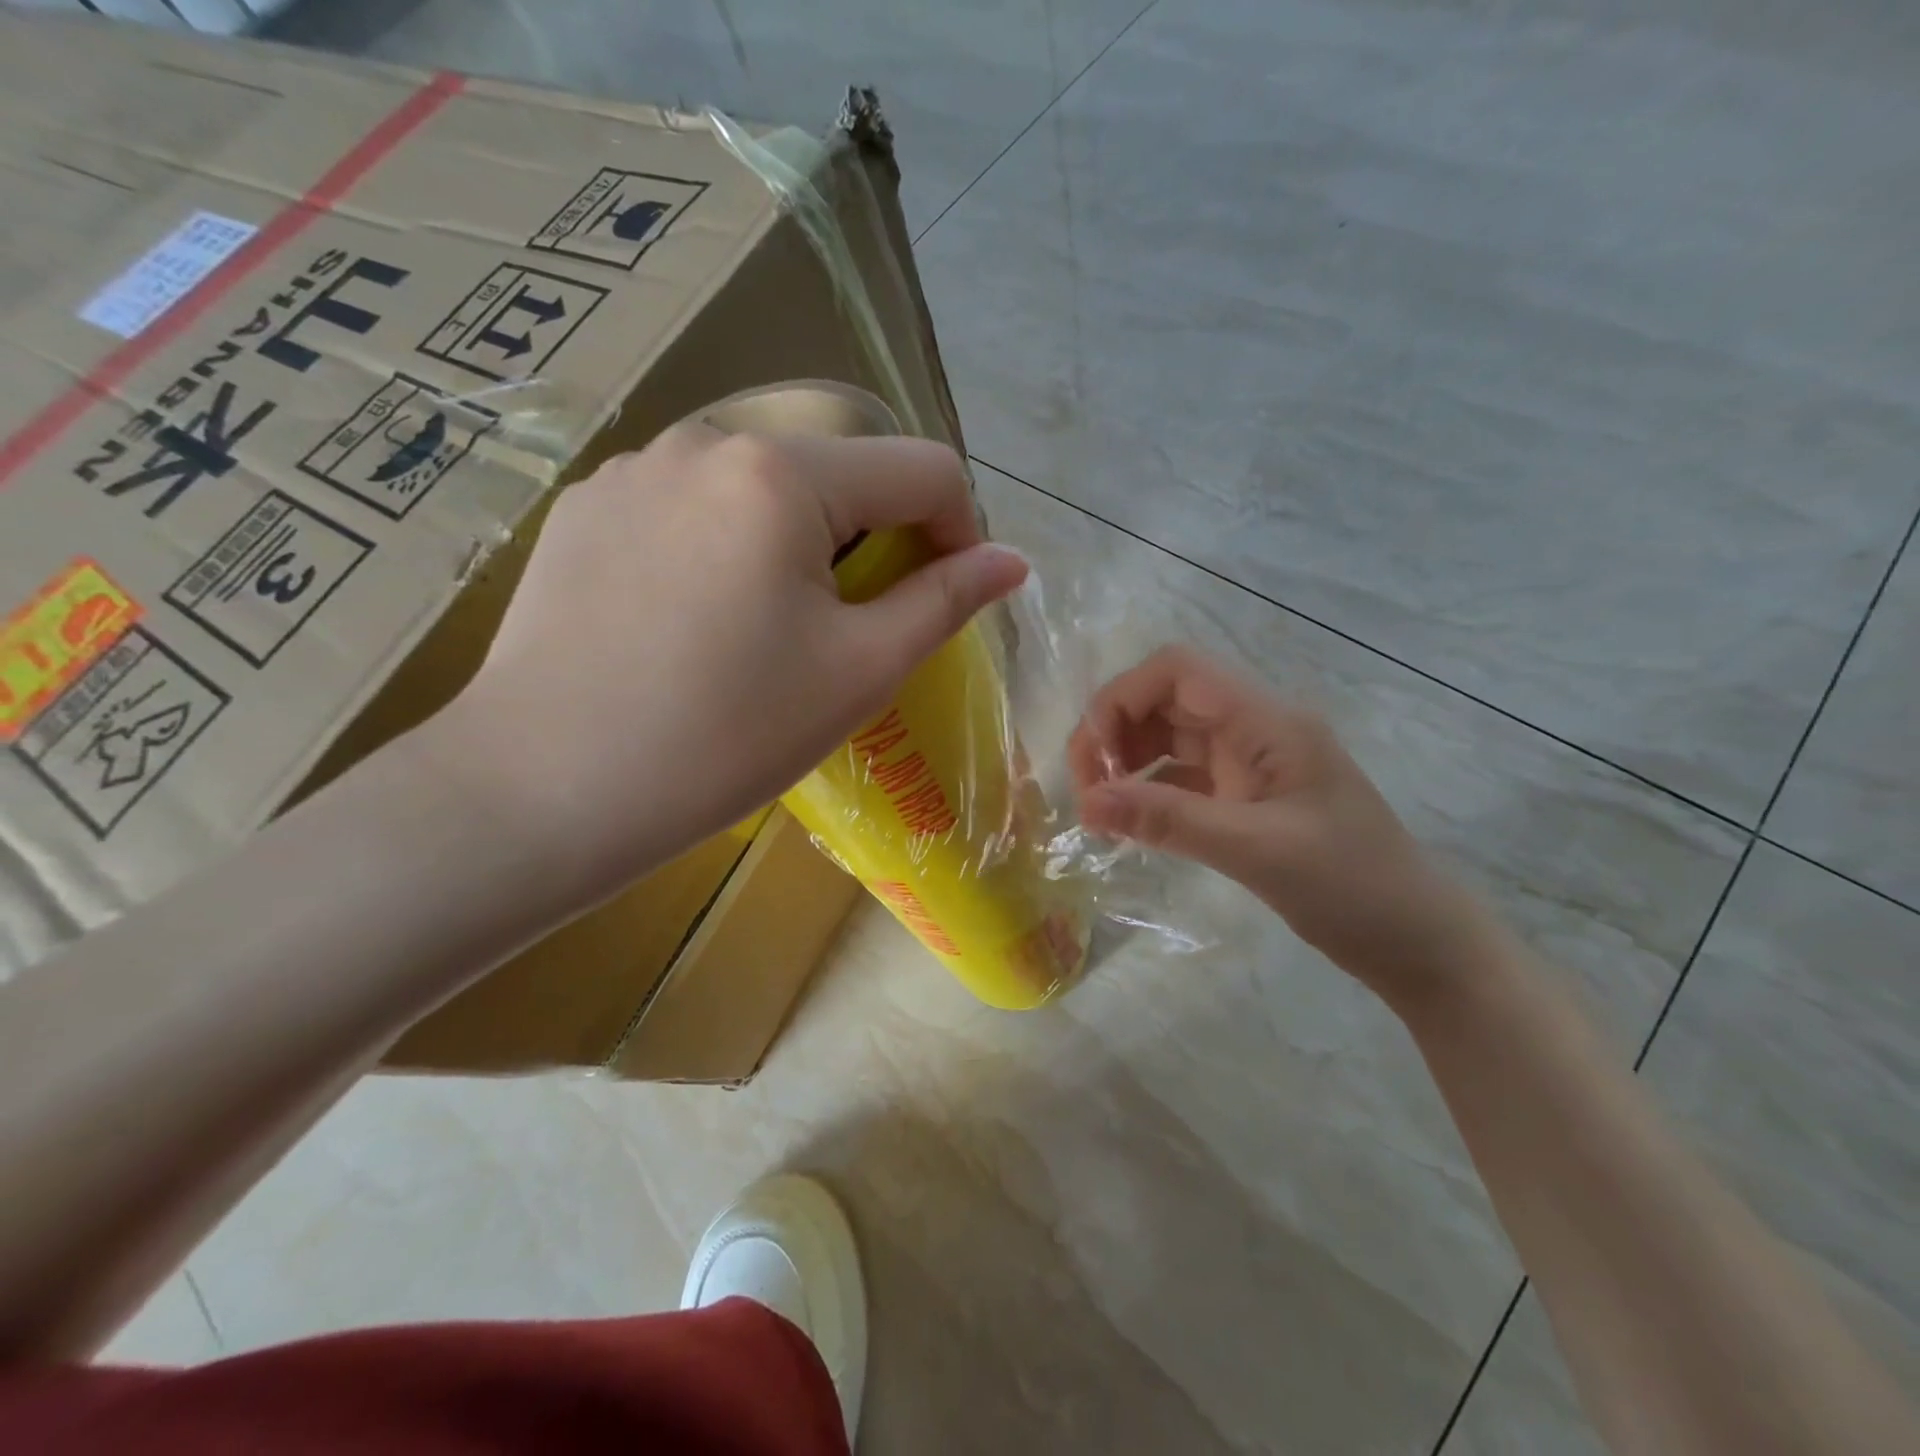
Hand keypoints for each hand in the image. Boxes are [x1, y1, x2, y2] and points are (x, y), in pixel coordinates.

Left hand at [433, 424, 1027, 906]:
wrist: (542, 790)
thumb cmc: (724, 734)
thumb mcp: (858, 670)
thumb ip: (945, 601)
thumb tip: (1012, 561)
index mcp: (782, 473)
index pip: (921, 468)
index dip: (961, 530)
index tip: (950, 596)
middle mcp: (705, 439)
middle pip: (840, 471)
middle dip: (876, 539)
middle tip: (857, 626)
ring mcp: (633, 468)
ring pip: (763, 486)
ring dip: (802, 542)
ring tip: (774, 628)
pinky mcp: (586, 508)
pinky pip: (692, 506)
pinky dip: (728, 547)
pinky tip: (697, 622)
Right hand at [1069, 647, 1489, 1003]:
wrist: (1418, 941)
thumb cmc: (1351, 887)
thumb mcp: (1255, 851)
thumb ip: (1169, 820)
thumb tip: (1088, 802)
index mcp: (1265, 721)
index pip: (1176, 670)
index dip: (1121, 698)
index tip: (1093, 758)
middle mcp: (1253, 729)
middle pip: (1164, 700)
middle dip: (1115, 734)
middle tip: (1086, 792)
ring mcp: (1250, 763)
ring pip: (1168, 739)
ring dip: (1127, 764)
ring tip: (1100, 811)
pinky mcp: (1246, 797)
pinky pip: (1182, 778)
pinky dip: (1149, 793)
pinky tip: (1129, 824)